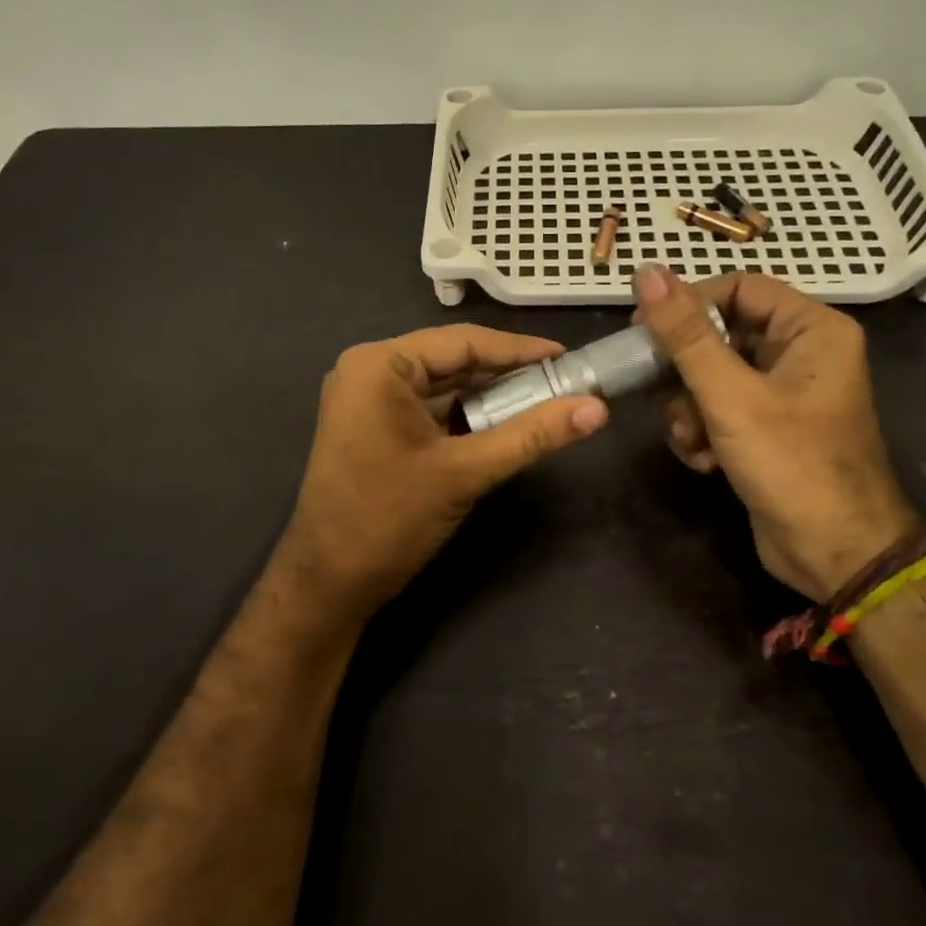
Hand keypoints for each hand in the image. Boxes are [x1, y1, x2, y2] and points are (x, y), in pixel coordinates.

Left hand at [276, 325, 608, 617]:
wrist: (328, 583)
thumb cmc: (389, 519)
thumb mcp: (465, 472)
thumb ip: (531, 435)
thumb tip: (597, 409)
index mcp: (379, 365)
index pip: (463, 342)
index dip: (520, 350)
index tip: (569, 358)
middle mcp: (368, 371)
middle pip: (452, 362)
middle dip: (507, 375)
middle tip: (564, 384)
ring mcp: (367, 401)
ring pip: (443, 387)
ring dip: (489, 398)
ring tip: (545, 404)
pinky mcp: (372, 428)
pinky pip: (429, 410)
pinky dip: (465, 417)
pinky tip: (504, 426)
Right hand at [633, 264, 919, 599]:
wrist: (834, 553)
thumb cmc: (791, 464)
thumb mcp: (730, 396)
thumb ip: (685, 336)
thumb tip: (647, 272)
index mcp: (812, 330)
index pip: (739, 289)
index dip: (688, 303)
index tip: (641, 327)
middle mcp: (801, 355)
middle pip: (721, 336)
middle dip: (685, 371)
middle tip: (655, 390)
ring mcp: (783, 395)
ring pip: (712, 378)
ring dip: (689, 408)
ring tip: (690, 438)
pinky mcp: (767, 430)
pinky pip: (719, 411)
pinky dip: (703, 431)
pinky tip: (703, 460)